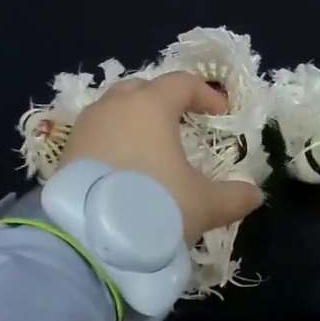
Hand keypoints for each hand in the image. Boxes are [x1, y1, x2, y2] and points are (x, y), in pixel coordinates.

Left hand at [57, 72, 263, 243]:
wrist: (87, 237)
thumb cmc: (154, 205)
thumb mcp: (204, 205)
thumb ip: (234, 196)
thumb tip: (255, 195)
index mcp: (151, 105)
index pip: (182, 83)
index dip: (206, 94)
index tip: (222, 114)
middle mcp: (115, 106)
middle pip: (143, 88)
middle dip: (165, 100)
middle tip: (182, 121)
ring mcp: (86, 126)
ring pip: (115, 109)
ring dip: (134, 120)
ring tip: (151, 146)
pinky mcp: (65, 151)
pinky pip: (96, 134)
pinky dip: (113, 141)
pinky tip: (123, 168)